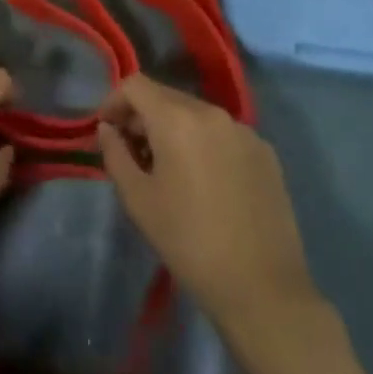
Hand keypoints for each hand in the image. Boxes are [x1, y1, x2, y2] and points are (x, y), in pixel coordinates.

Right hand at [97, 75, 321, 329]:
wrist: (262, 289)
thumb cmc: (189, 242)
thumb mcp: (138, 200)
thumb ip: (115, 154)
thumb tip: (108, 129)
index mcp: (178, 119)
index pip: (136, 85)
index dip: (114, 101)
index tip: (106, 131)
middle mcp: (212, 113)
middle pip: (166, 96)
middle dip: (142, 116)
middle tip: (132, 153)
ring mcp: (244, 131)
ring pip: (196, 114)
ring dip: (173, 129)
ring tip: (168, 170)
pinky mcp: (266, 153)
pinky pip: (223, 133)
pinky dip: (204, 143)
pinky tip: (204, 182)